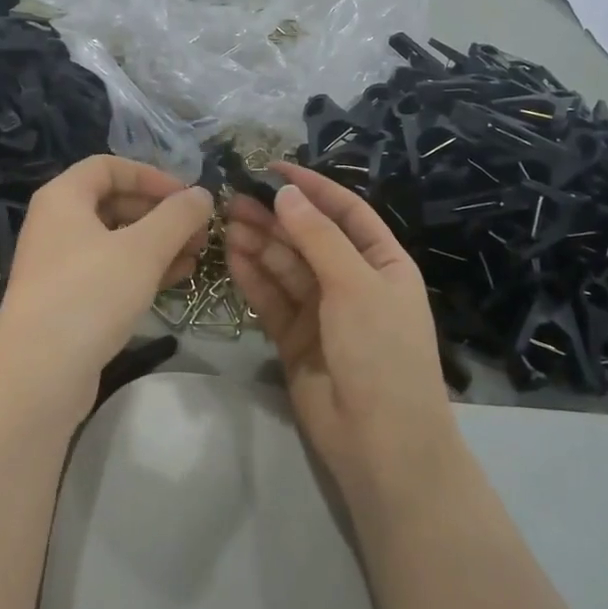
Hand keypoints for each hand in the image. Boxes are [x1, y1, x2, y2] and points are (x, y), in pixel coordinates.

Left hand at [0, 156, 212, 415]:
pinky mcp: (67, 301)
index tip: (186, 196)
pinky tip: (175, 280)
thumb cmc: (90, 294)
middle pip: (114, 203)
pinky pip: (109, 272)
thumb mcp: (143, 249)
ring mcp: (59, 265)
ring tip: (196, 256)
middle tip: (198, 231)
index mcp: (63, 198)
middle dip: (160, 214)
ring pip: (115, 241)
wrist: (39, 373)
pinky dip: (141, 270)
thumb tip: (202, 194)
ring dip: (157, 244)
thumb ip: (178, 216)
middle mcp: (55, 225)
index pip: (109, 166)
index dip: (151, 175)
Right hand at [226, 165, 462, 517]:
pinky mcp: (294, 337)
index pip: (345, 212)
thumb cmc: (380, 351)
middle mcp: (352, 281)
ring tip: (226, 221)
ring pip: (285, 267)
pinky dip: (253, 277)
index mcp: (381, 262)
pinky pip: (271, 299)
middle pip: (308, 238)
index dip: (312, 188)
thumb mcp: (355, 285)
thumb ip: (317, 238)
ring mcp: (322, 311)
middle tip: (233, 196)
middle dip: (275, 216)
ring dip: (259, 243)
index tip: (273, 168)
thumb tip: (286, 194)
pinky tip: (231, 255)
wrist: (380, 441)